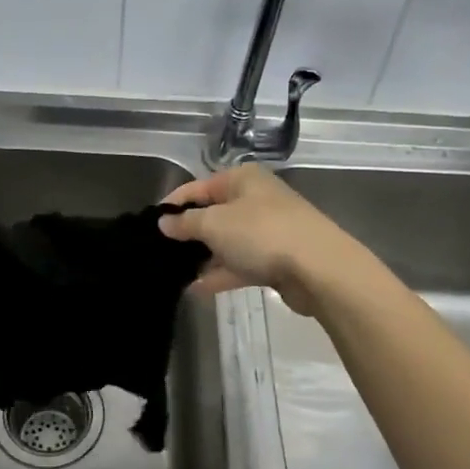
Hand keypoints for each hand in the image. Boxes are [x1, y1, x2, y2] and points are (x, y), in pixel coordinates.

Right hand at [160, 165, 368, 315]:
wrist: (319, 269)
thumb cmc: (261, 234)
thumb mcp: (214, 224)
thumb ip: (185, 223)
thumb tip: (164, 222)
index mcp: (242, 179)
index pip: (197, 187)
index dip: (173, 204)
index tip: (150, 225)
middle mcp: (255, 200)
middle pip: (213, 214)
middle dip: (188, 233)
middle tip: (160, 252)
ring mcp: (267, 230)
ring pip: (226, 241)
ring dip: (203, 257)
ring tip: (173, 274)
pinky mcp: (275, 259)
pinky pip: (240, 264)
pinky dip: (220, 274)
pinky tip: (196, 289)